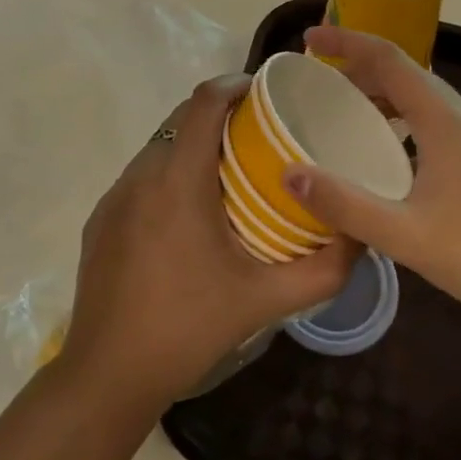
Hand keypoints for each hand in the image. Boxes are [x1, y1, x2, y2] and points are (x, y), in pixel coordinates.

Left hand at [61, 75, 357, 412]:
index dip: (235, 84)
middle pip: (180, 119)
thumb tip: (360, 237)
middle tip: (260, 135)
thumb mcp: (265, 301)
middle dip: (220, 114)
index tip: (266, 92)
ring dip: (194, 145)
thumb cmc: (188, 328)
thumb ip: (322, 270)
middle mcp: (140, 176)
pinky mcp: (100, 221)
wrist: (108, 375)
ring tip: (231, 171)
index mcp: (178, 181)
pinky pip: (141, 178)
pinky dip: (169, 174)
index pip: (203, 102)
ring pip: (159, 147)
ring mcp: (114, 198)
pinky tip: (190, 214)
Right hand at [284, 27, 460, 342]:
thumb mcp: (406, 235)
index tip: (310, 40)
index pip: (389, 60)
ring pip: (426, 101)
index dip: (347, 43)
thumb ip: (346, 205)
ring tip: (350, 117)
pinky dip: (406, 123)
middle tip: (319, 83)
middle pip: (407, 76)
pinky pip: (440, 124)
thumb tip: (290, 174)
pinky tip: (396, 159)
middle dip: (361, 70)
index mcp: (446, 121)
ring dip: (385, 99)